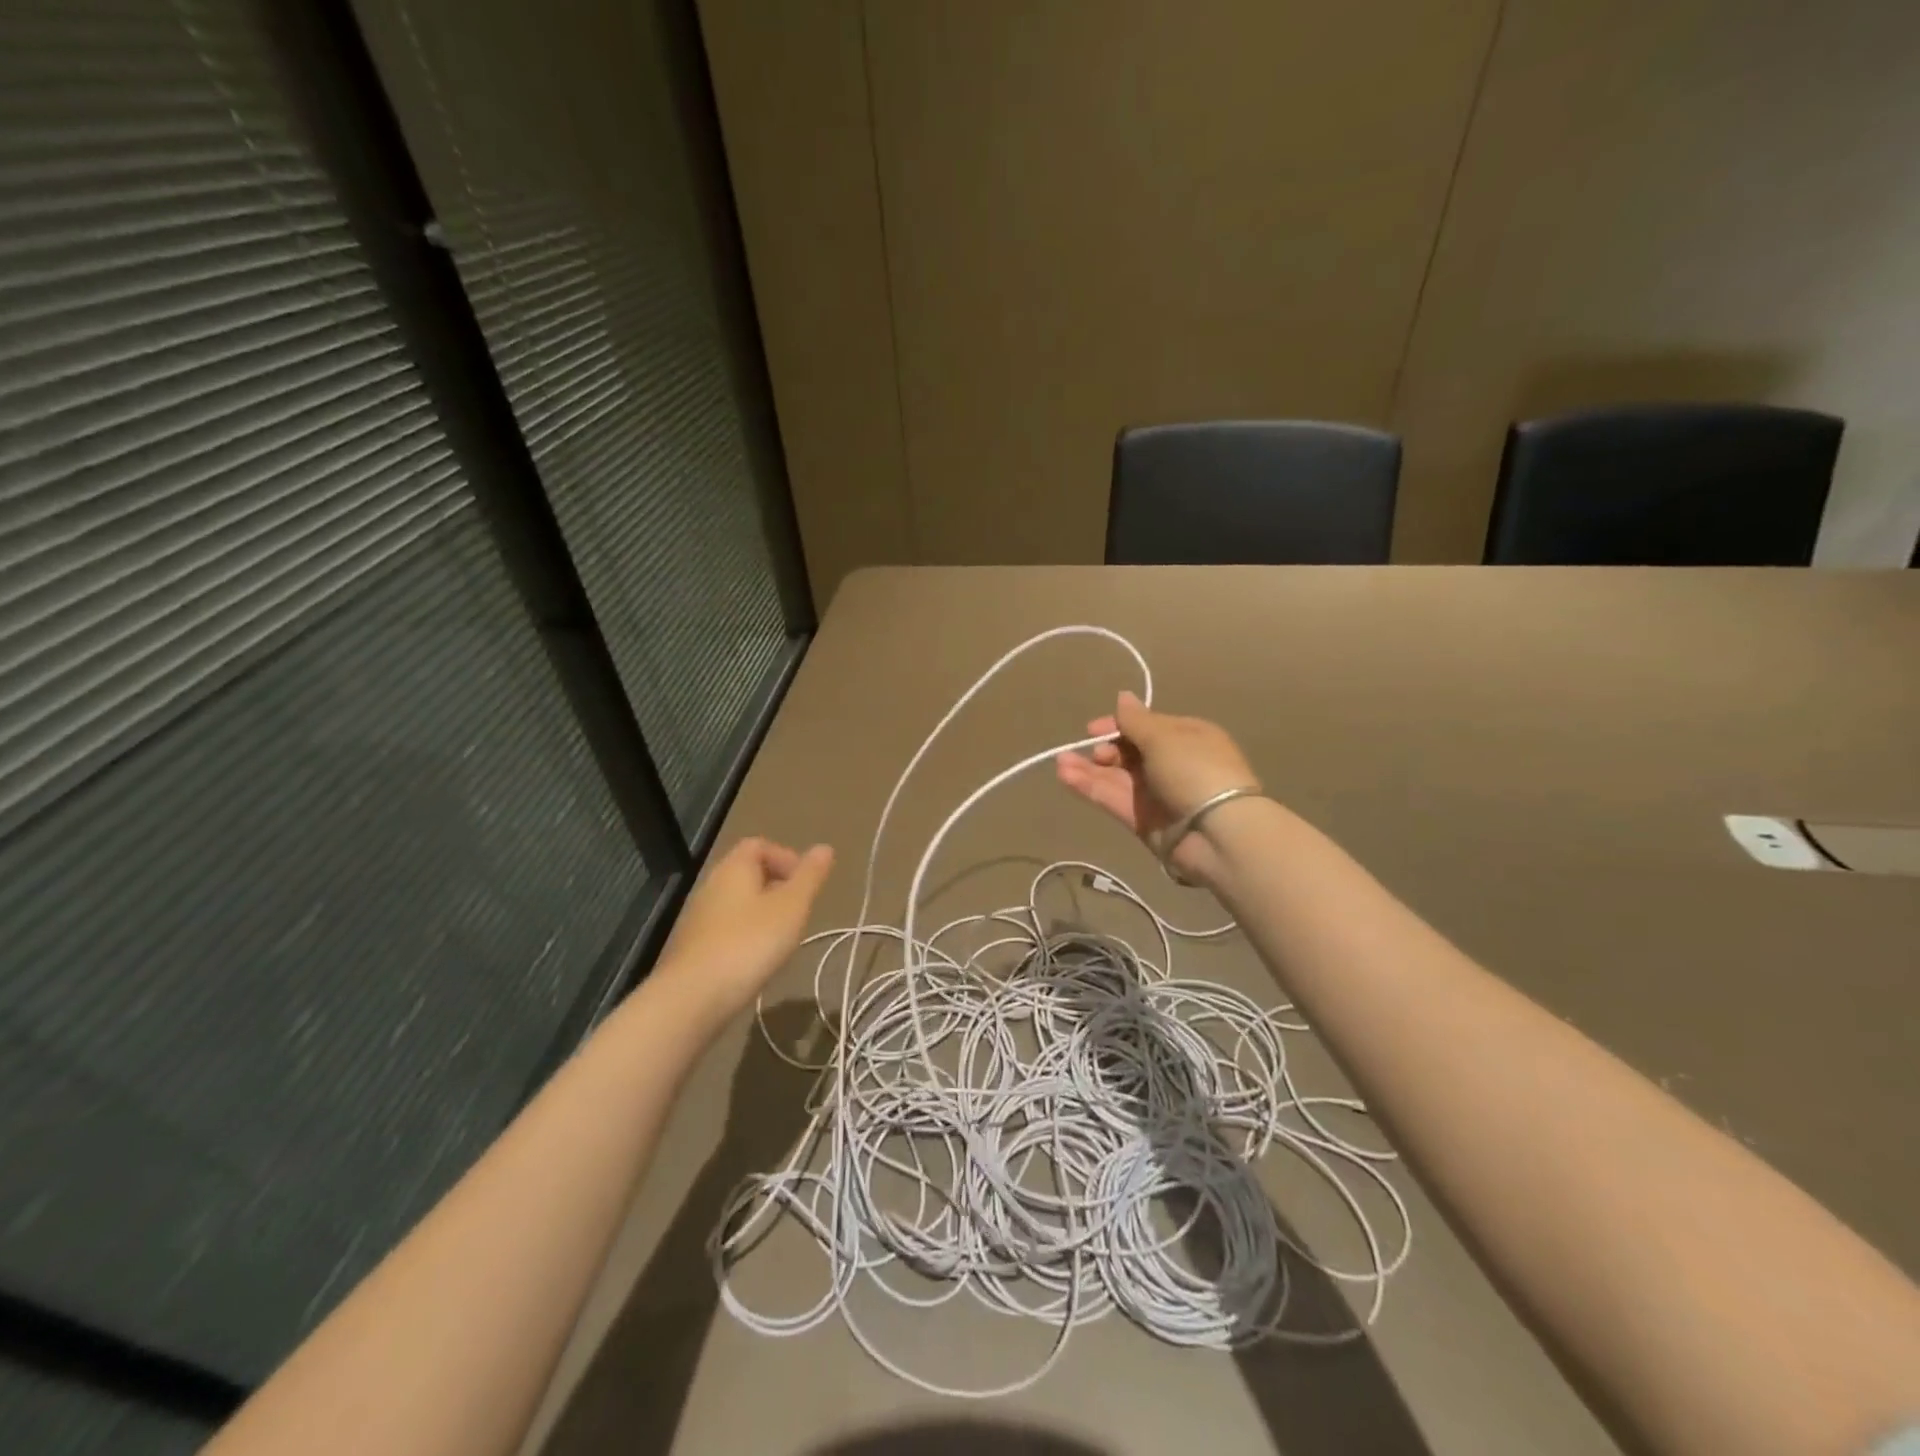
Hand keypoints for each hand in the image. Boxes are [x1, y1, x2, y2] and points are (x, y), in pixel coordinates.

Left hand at [654, 837, 834, 1024]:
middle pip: (748, 873)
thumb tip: (825, 847)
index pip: (759, 845)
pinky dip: (747, 935)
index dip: (786, 857)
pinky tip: (757, 959)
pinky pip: (727, 927)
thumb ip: (810, 876)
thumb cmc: (750, 943)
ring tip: (782, 938)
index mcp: (735, 867)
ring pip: (738, 902)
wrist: (694, 997)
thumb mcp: (792, 906)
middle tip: (799, 912)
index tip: (805, 884)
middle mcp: (712, 885)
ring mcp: (699, 916)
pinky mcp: (695, 946)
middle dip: (778, 887)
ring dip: (763, 913)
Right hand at [1054, 692, 1258, 885]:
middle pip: (1129, 752)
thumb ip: (1136, 720)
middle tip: (1095, 752)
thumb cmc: (1195, 770)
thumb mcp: (1165, 737)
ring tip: (1060, 762)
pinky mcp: (1142, 821)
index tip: (1094, 729)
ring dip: (1088, 769)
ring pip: (1116, 777)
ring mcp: (1156, 794)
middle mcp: (1171, 763)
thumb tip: (1123, 696)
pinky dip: (1090, 788)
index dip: (1119, 725)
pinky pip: (1113, 799)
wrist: (1218, 833)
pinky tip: (1065, 777)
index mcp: (1187, 737)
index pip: (1146, 726)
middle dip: (1106, 749)